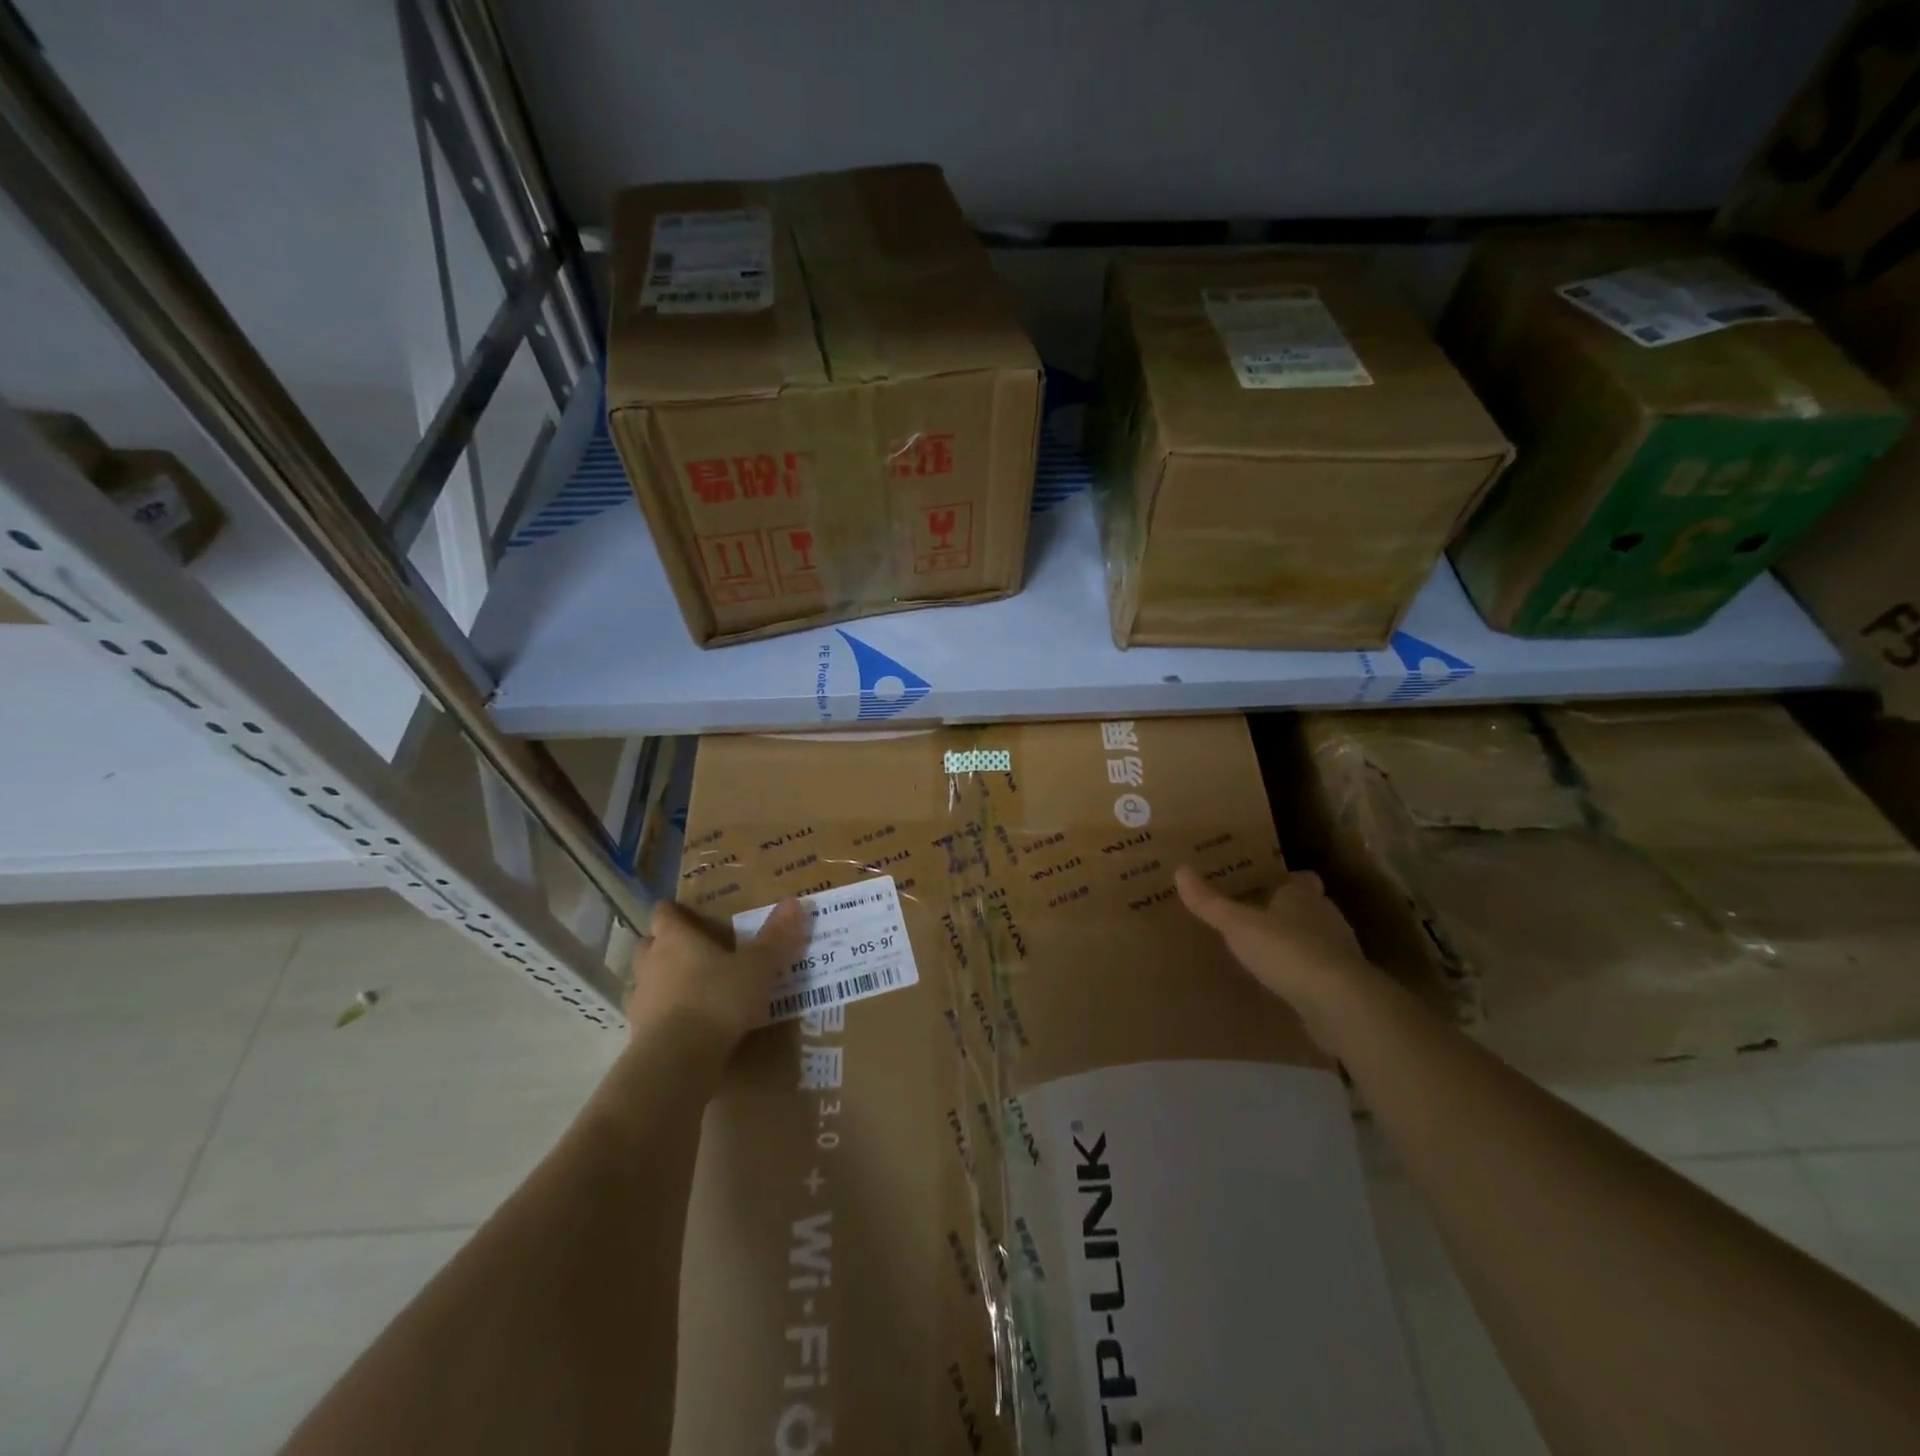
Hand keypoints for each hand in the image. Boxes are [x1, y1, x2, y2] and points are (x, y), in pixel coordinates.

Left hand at [625, 898, 808, 1052]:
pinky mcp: (638, 1033)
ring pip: (646, 980)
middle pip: (649, 944)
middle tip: (694, 949)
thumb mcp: (757, 967)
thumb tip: (793, 902)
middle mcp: (650, 963)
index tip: (687, 913)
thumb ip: (774, 936)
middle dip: (665, 945)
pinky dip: (664, 1014)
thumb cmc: (717, 999)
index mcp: (674, 939)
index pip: (663, 913)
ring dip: (662, 981)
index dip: (674, 911)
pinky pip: (649, 1014)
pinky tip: (686, 1023)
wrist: (678, 1059)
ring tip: (691, 988)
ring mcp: (640, 1000)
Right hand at [1175, 866, 1375, 1033]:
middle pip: (1309, 909)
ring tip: (1267, 955)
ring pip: (1317, 941)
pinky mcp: (1345, 987)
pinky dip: (1306, 977)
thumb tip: (1180, 870)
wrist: (1340, 1003)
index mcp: (1304, 896)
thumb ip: (1210, 902)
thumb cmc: (1288, 950)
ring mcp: (1341, 954)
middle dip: (1288, 914)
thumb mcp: (1238, 924)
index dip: (1286, 881)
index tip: (1266, 886)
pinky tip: (1285, 987)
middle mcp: (1327, 918)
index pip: (1300, 879)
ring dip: (1298, 946)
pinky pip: (1321, 974)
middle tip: (1257, 920)